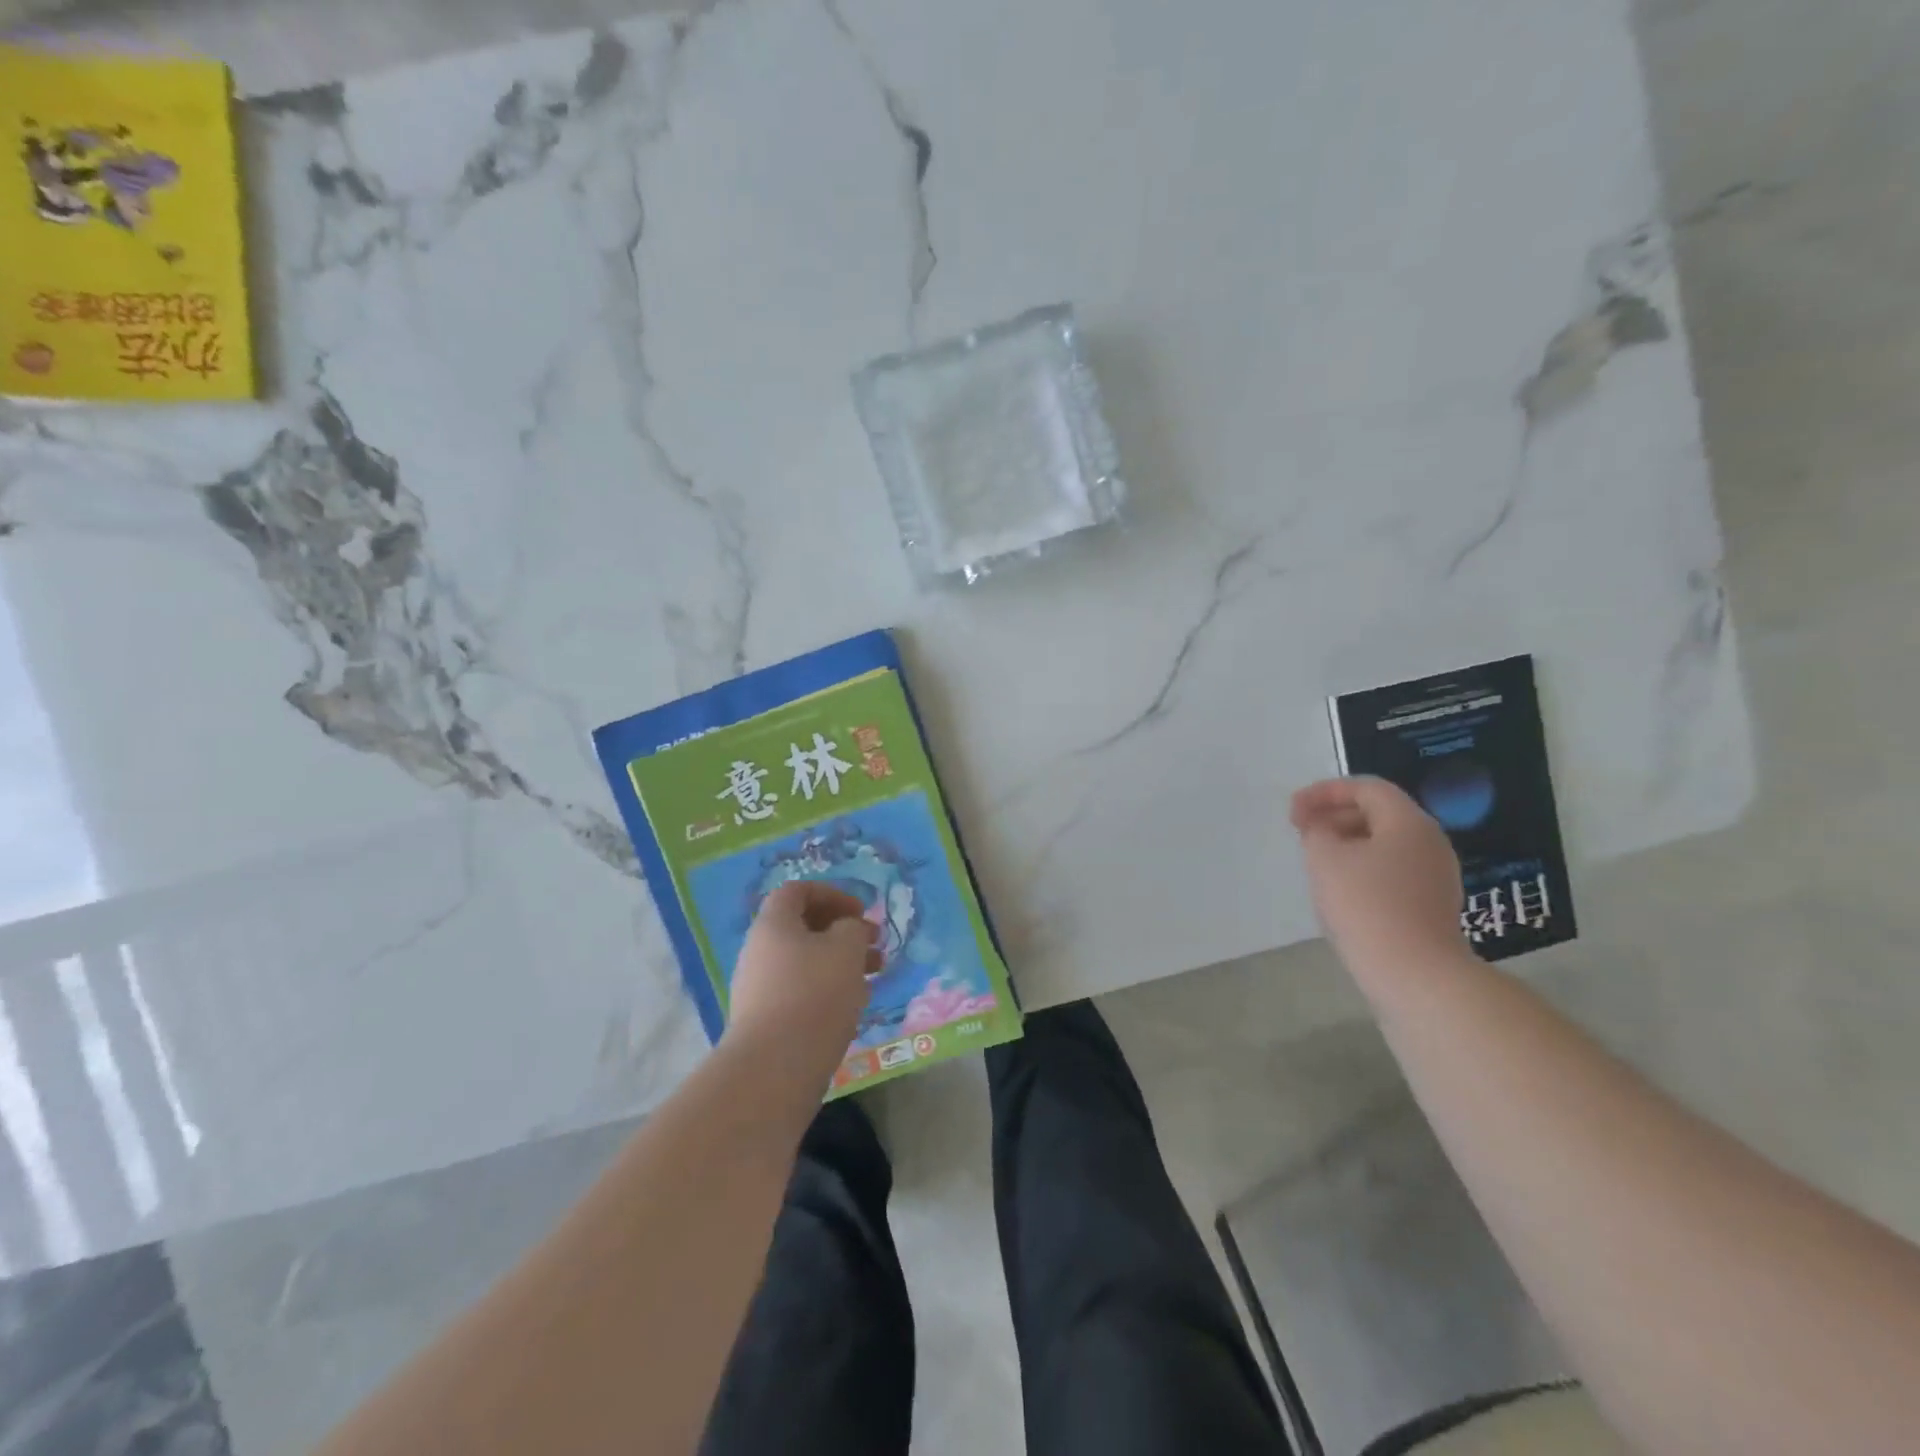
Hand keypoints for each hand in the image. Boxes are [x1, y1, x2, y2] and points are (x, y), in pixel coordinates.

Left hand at [722, 882, 878, 1085]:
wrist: (774, 1067)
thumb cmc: (814, 994)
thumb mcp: (846, 948)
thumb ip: (852, 928)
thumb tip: (846, 930)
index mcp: (773, 924)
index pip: (798, 891)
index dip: (832, 894)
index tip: (860, 912)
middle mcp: (760, 950)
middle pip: (803, 927)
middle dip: (843, 932)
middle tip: (875, 944)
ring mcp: (759, 987)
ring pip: (805, 962)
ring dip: (840, 962)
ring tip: (874, 976)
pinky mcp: (766, 1020)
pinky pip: (800, 991)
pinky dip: (828, 989)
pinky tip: (853, 1005)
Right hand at [1291, 776, 1469, 973]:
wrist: (1414, 974)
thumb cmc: (1366, 905)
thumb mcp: (1324, 858)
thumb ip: (1316, 831)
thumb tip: (1321, 828)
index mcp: (1408, 822)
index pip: (1366, 788)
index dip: (1324, 792)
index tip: (1293, 812)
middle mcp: (1430, 841)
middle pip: (1379, 812)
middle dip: (1335, 816)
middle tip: (1302, 832)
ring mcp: (1436, 875)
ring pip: (1385, 843)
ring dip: (1347, 842)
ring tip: (1316, 860)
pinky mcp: (1433, 904)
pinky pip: (1394, 870)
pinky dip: (1363, 867)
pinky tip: (1341, 889)